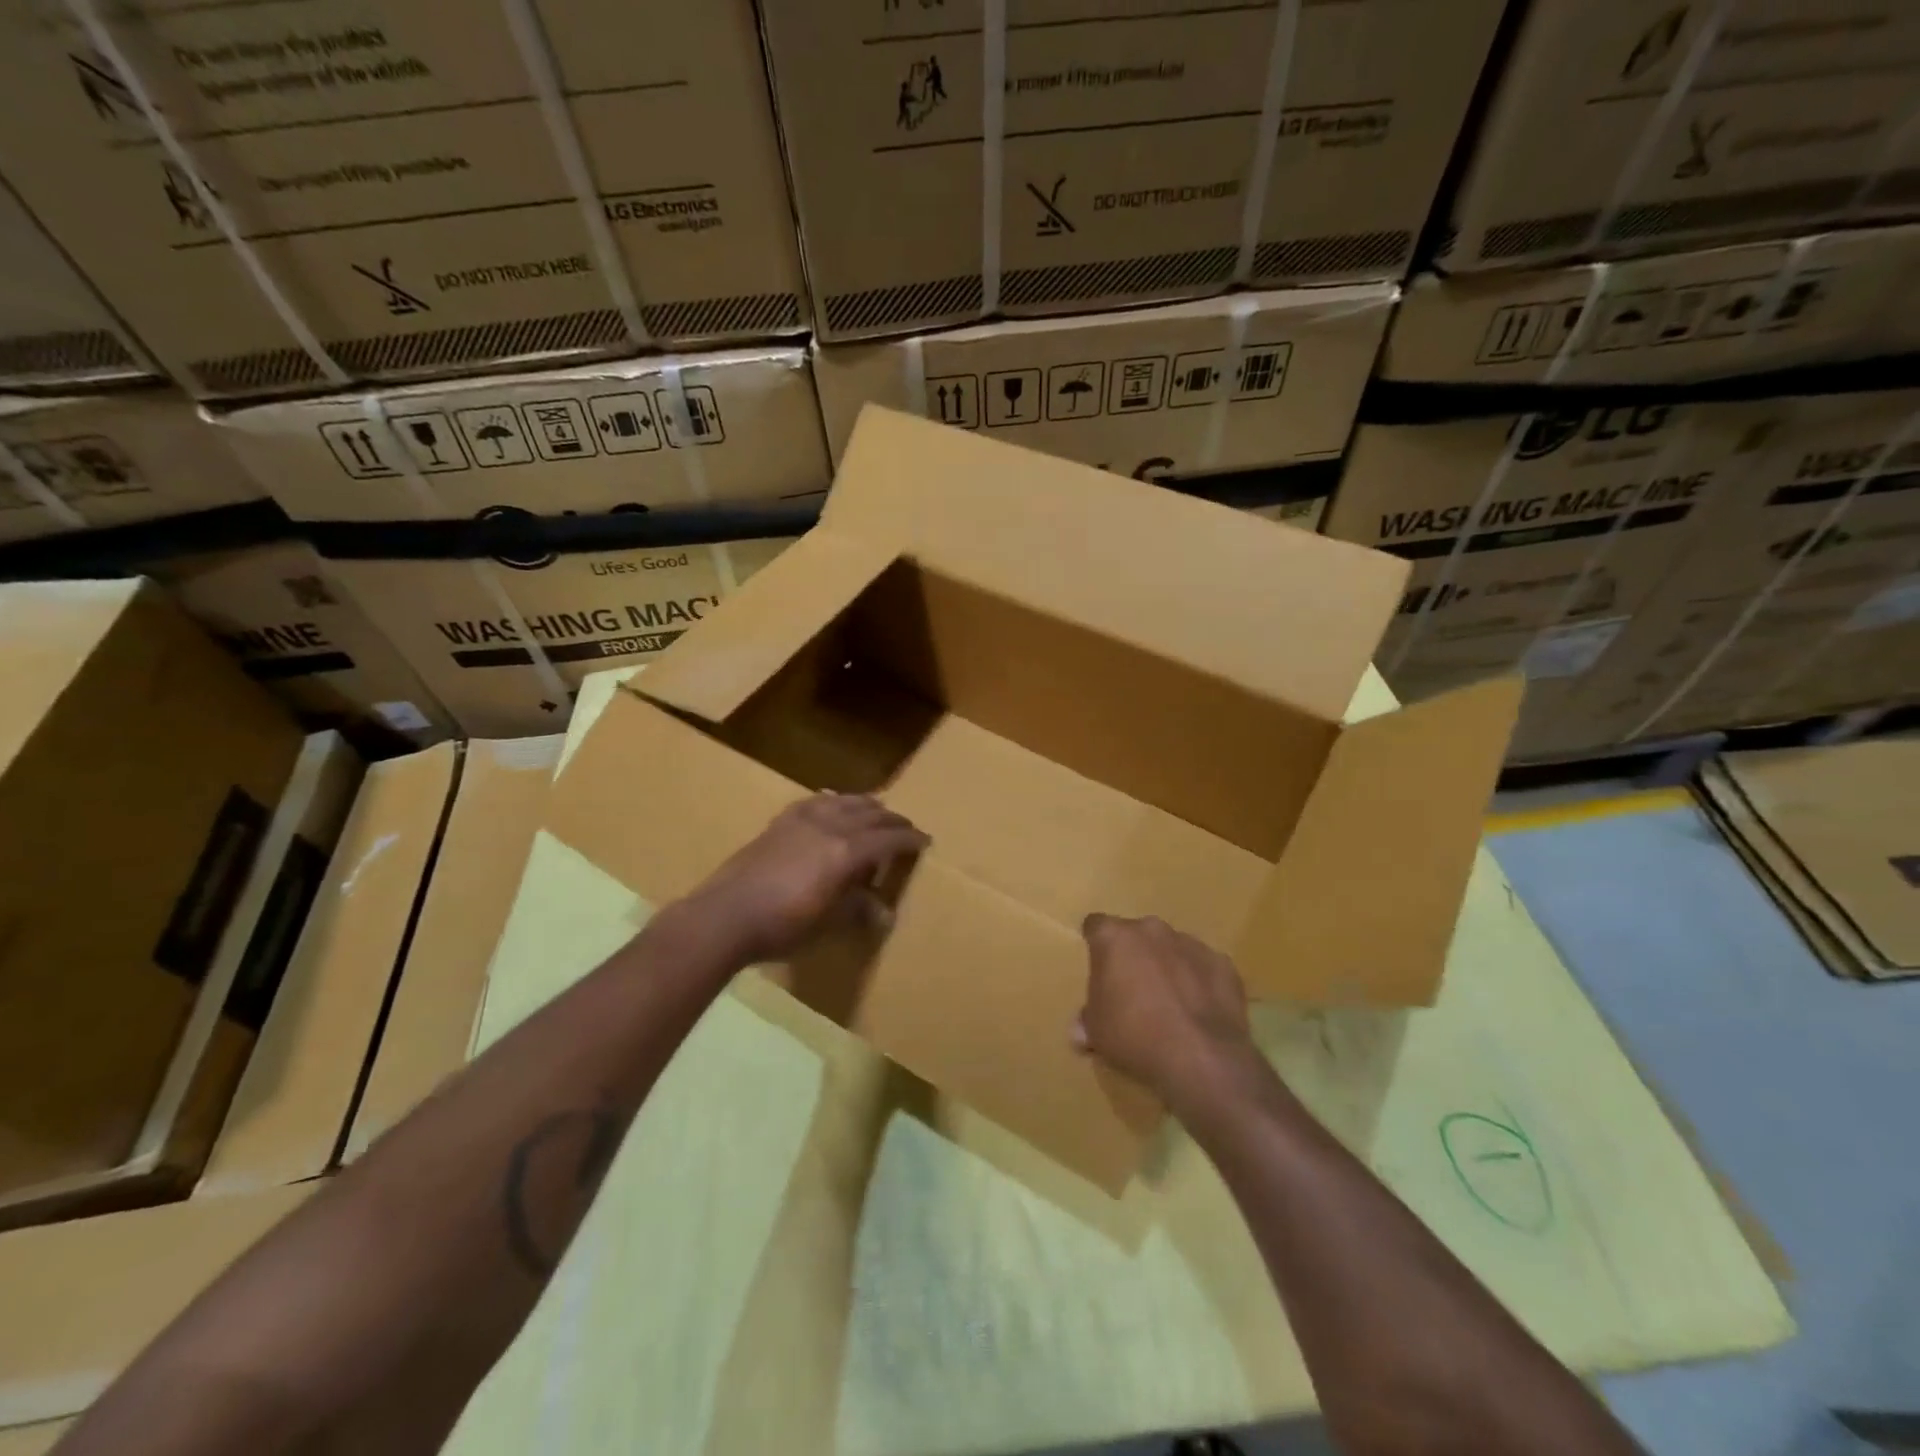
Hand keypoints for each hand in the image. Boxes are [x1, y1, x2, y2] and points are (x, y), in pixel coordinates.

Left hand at [684, 793, 928, 963]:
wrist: (726, 915)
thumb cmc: (782, 926)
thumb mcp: (827, 924)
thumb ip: (857, 910)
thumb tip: (884, 913)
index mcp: (846, 852)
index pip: (888, 839)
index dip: (909, 839)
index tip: (925, 841)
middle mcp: (829, 827)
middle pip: (870, 814)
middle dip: (893, 820)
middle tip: (906, 827)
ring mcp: (802, 820)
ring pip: (844, 801)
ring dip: (866, 805)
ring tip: (876, 809)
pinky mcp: (780, 822)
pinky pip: (815, 801)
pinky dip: (833, 801)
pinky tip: (832, 803)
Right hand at [1076, 914, 1262, 1117]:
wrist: (1201, 1057)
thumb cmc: (1134, 1037)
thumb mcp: (1097, 1033)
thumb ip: (1087, 1021)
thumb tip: (1081, 1030)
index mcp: (1114, 938)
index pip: (1096, 926)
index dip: (1095, 946)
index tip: (1098, 969)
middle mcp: (1151, 929)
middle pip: (1136, 935)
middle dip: (1134, 956)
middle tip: (1133, 991)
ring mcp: (1191, 943)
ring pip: (1171, 948)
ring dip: (1167, 967)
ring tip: (1170, 1005)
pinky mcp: (1223, 963)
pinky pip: (1203, 968)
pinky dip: (1198, 982)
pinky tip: (1198, 1012)